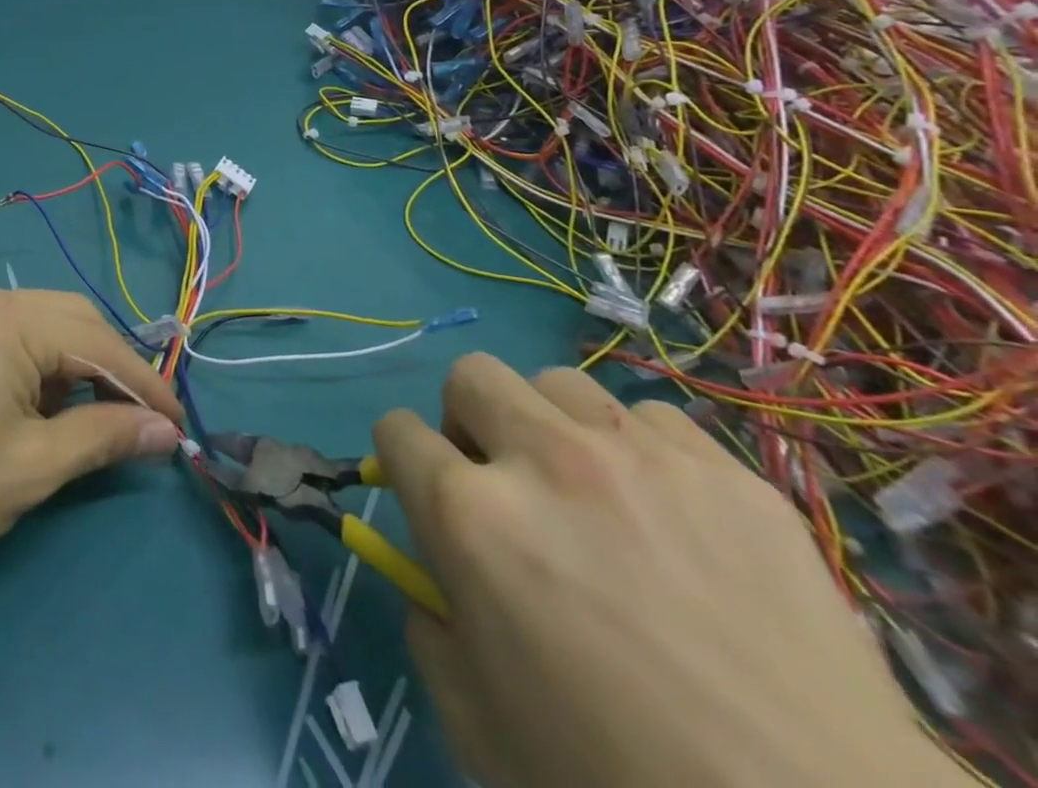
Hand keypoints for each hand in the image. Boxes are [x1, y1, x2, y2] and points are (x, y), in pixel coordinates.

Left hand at [0, 283, 180, 585]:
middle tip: (139, 421)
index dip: (144, 383)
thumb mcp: (30, 469)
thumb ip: (104, 438)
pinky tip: (36, 407)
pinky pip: (4, 334)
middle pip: (69, 320)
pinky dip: (34, 366)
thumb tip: (165, 431)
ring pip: (37, 325)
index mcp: (3, 317)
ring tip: (88, 422)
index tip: (179, 423)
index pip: (97, 341)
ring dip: (71, 367)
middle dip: (109, 369)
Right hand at [373, 354, 961, 787]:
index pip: (396, 431)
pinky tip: (671, 516)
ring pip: (558, 383)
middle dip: (468, 420)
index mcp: (471, 517)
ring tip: (591, 492)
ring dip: (552, 426)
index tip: (425, 490)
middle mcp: (544, 461)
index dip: (402, 460)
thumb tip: (434, 576)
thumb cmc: (619, 782)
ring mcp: (640, 456)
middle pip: (471, 376)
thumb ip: (430, 626)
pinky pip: (653, 420)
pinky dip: (640, 453)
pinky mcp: (728, 472)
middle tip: (503, 480)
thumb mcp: (477, 722)